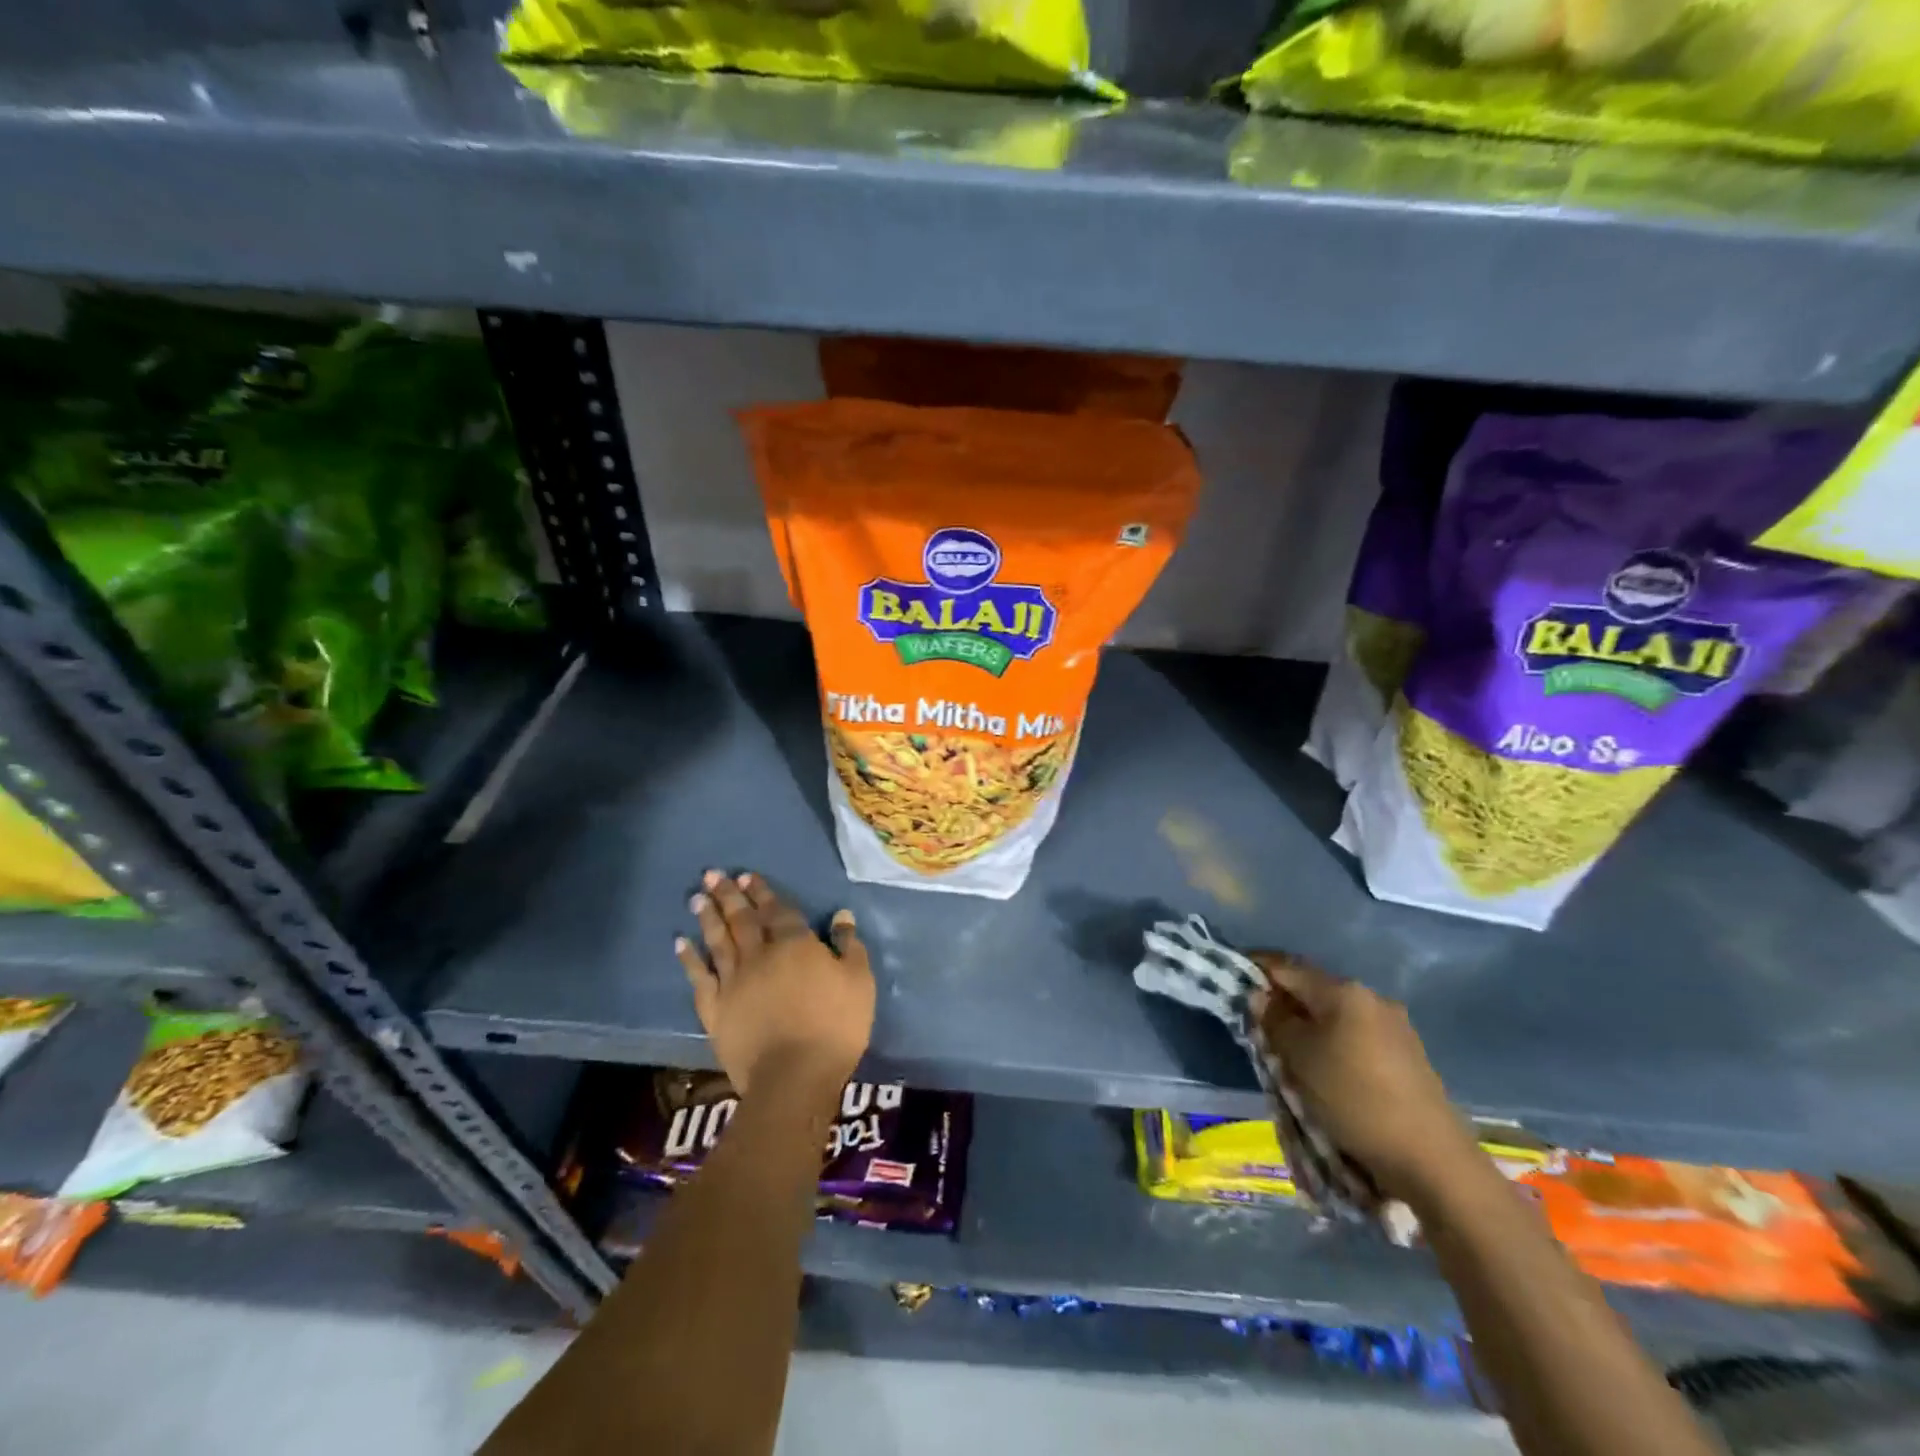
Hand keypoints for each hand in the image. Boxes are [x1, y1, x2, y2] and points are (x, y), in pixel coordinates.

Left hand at [676, 870, 874, 1098]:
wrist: (793, 1077)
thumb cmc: (835, 1026)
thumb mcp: (859, 982)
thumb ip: (850, 946)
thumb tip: (842, 916)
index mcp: (796, 945)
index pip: (777, 910)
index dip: (762, 892)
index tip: (746, 875)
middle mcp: (760, 955)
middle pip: (742, 919)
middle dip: (728, 895)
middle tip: (712, 874)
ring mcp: (733, 982)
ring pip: (718, 942)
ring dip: (708, 917)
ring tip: (697, 897)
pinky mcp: (715, 1010)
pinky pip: (699, 978)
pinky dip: (689, 959)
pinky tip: (680, 943)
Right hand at [1252, 953, 1483, 1206]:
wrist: (1433, 1160)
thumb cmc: (1354, 1099)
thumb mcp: (1299, 1059)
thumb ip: (1274, 1021)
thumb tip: (1260, 996)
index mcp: (1343, 991)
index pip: (1286, 966)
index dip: (1255, 968)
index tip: (1232, 980)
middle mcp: (1371, 998)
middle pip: (1313, 988)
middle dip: (1283, 1001)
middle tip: (1257, 1023)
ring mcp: (1395, 1026)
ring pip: (1335, 1014)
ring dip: (1309, 1024)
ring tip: (1289, 1051)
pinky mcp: (1408, 1055)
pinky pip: (1356, 1035)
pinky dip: (1333, 1042)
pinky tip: (1326, 1068)